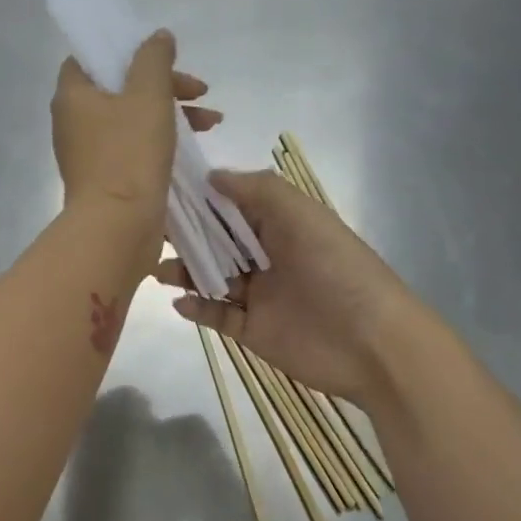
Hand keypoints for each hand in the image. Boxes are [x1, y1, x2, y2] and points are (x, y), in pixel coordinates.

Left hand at [50, 28, 219, 223]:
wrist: (117, 228)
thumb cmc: (129, 155)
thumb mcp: (148, 95)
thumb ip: (154, 59)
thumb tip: (158, 37)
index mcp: (72, 96)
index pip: (91, 58)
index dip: (126, 51)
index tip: (162, 59)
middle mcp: (74, 123)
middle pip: (120, 88)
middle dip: (165, 85)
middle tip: (200, 90)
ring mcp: (89, 155)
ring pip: (132, 120)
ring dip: (172, 114)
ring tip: (213, 121)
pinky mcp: (107, 180)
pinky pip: (135, 149)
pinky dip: (162, 141)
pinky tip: (195, 148)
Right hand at [154, 169, 423, 406]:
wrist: (371, 344)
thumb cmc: (337, 269)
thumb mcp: (302, 215)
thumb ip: (257, 190)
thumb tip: (211, 177)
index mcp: (282, 226)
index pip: (234, 206)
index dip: (201, 198)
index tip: (164, 190)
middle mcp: (269, 257)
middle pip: (218, 242)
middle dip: (186, 235)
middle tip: (149, 232)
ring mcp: (260, 297)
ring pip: (213, 279)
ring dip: (185, 272)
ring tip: (157, 268)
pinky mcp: (253, 331)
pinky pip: (217, 317)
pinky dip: (197, 309)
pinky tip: (179, 302)